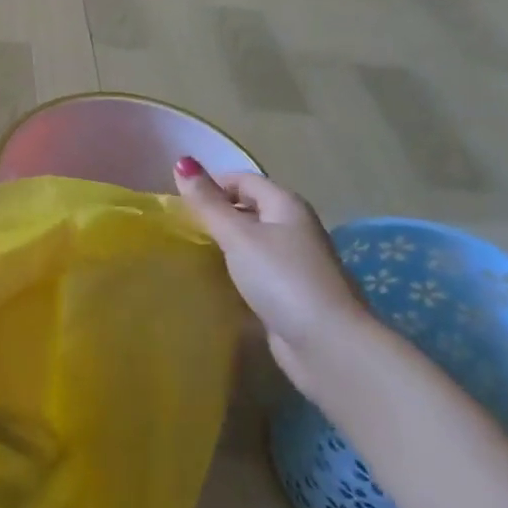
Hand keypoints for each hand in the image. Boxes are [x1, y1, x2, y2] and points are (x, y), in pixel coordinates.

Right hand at [172, 157, 368, 395]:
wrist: (329, 346)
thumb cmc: (281, 279)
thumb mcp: (238, 236)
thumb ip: (208, 203)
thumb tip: (182, 161)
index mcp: (286, 205)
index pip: (243, 179)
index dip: (212, 184)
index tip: (179, 202)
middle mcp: (294, 228)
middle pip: (249, 210)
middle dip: (217, 215)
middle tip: (181, 228)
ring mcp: (295, 264)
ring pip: (253, 244)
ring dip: (225, 247)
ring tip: (190, 254)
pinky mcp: (292, 296)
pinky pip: (257, 274)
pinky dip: (237, 274)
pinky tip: (215, 284)